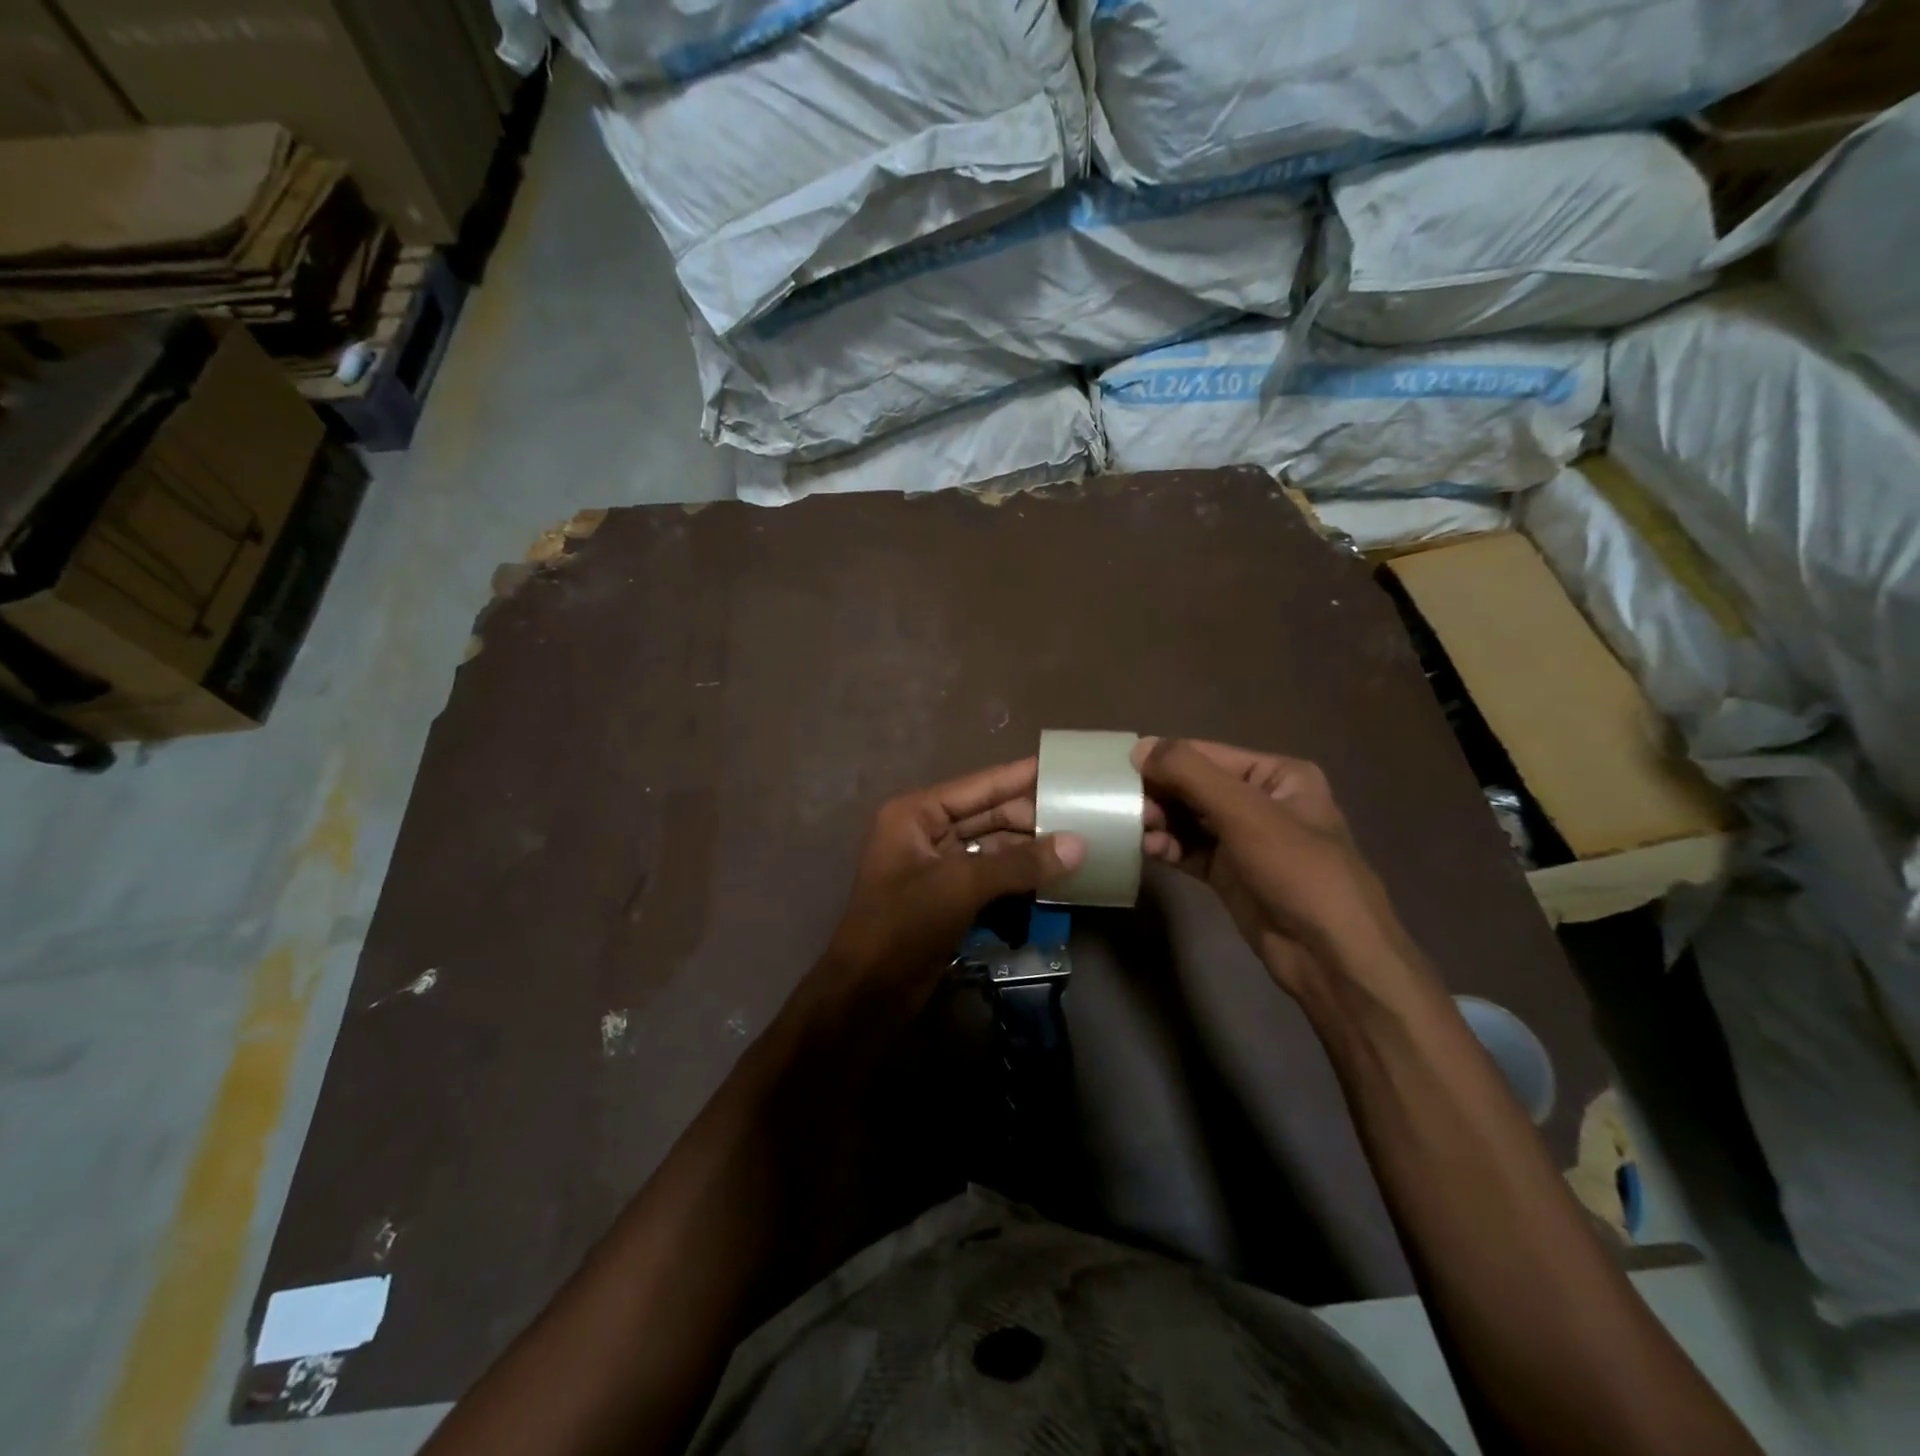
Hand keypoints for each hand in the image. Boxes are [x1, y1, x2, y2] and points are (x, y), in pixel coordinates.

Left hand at [807, 759, 1084, 1031]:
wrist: (868, 992)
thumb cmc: (904, 925)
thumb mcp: (961, 885)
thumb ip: (1020, 863)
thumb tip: (1079, 844)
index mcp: (917, 814)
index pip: (979, 786)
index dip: (1020, 776)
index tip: (1062, 766)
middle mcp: (926, 832)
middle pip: (988, 815)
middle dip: (1031, 816)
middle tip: (1083, 811)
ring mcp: (937, 866)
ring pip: (992, 847)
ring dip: (1029, 848)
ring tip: (1079, 840)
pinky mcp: (949, 897)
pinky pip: (991, 876)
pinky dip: (1019, 876)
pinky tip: (1054, 874)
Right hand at [1135, 738, 1424, 1000]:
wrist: (1331, 955)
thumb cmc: (1296, 870)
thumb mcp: (1245, 812)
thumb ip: (1191, 774)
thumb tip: (1139, 748)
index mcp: (1277, 775)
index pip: (1207, 755)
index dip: (1164, 758)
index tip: (1119, 768)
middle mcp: (1260, 801)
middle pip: (1195, 786)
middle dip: (1160, 793)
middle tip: (1125, 805)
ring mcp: (1244, 840)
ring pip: (1189, 819)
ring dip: (1161, 821)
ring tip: (1137, 828)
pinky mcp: (1229, 874)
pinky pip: (1190, 850)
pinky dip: (1169, 847)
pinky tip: (1150, 850)